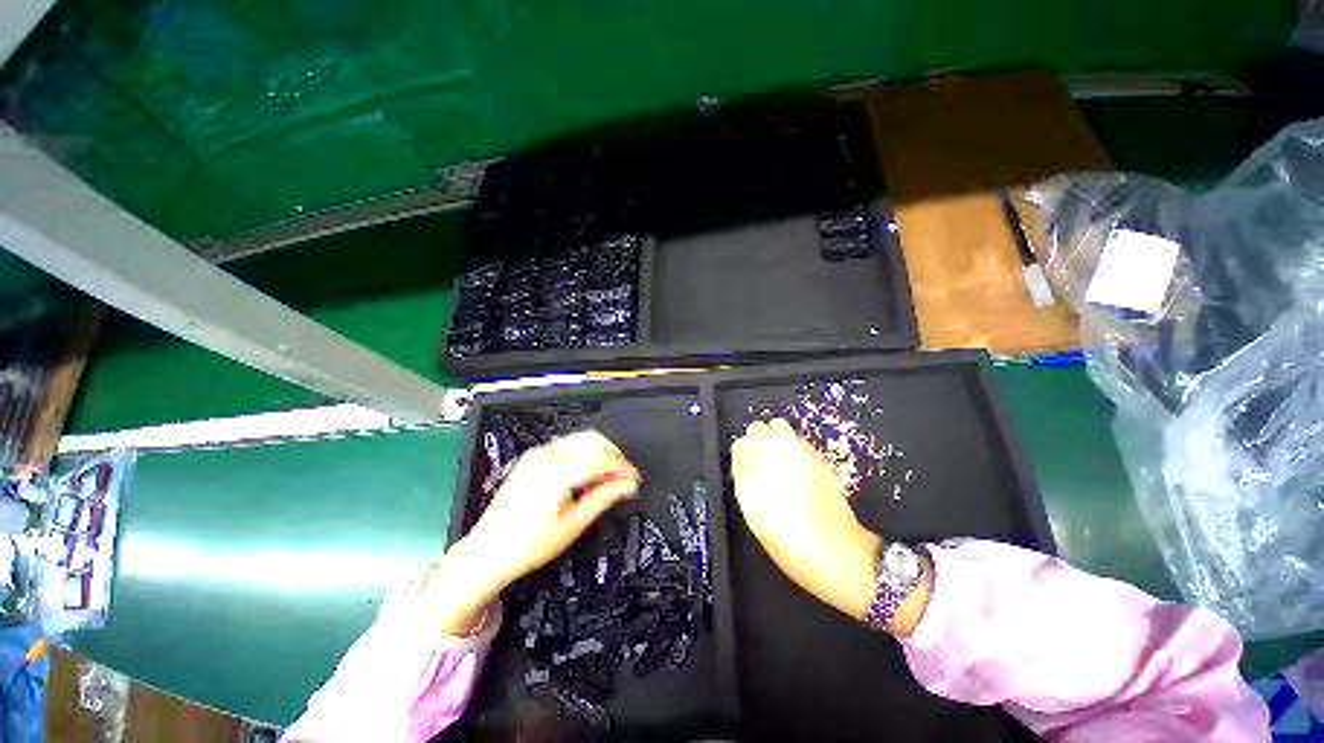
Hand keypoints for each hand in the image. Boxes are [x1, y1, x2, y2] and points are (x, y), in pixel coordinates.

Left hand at [427, 430, 640, 634]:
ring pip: (581, 439)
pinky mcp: (533, 457)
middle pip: (593, 440)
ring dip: (601, 452)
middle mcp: (547, 455)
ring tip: (611, 475)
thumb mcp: (573, 525)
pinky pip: (568, 445)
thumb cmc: (529, 545)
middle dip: (615, 455)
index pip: (602, 459)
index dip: (624, 468)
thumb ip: (604, 498)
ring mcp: (538, 453)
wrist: (487, 552)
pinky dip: (585, 453)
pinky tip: (590, 472)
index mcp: (556, 472)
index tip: (636, 479)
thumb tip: (629, 485)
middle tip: (626, 476)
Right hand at [731, 419, 881, 620]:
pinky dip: (793, 442)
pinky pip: (799, 438)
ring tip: (777, 450)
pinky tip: (796, 459)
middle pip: (756, 429)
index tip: (744, 461)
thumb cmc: (791, 548)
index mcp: (751, 481)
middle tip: (759, 453)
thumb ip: (747, 486)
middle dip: (755, 437)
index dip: (741, 453)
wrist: (839, 556)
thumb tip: (745, 467)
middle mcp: (772, 462)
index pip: (738, 447)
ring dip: (774, 434)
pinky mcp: (818, 458)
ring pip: (778, 425)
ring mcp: (797, 457)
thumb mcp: (756, 521)